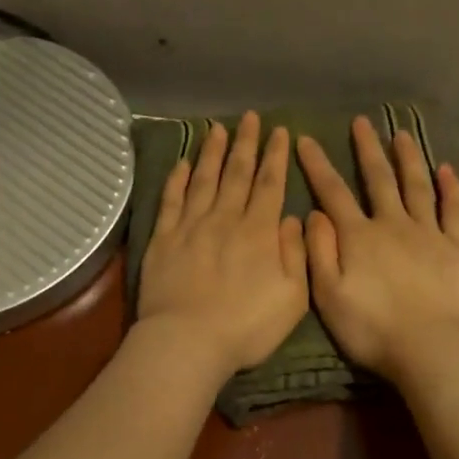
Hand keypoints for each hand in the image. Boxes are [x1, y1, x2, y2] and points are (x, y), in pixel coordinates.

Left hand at [136, 111, 309, 378]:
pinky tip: (181, 163)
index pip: (270, 184)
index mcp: (258, 232)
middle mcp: (225, 219)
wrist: (187, 341)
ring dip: (212, 152)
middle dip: (246, 143)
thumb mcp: (292, 297)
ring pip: (203, 179)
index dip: (275, 156)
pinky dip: (176, 179)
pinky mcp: (163, 239)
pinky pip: (170, 200)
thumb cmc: (247, 327)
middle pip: (237, 173)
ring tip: (217, 128)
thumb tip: (290, 218)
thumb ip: (295, 254)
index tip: (280, 131)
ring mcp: (191, 226)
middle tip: (250, 117)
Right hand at [296, 115, 458, 381]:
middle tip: (362, 121)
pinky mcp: (457, 248)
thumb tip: (314, 213)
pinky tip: (446, 169)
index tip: (306, 139)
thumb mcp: (329, 296)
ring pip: (416, 186)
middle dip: (367, 149)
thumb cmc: (372, 329)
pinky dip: (450, 188)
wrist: (431, 349)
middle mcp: (393, 224)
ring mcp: (428, 233)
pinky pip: (453, 210)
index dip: (318, 165)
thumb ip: (319, 253)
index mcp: (358, 237)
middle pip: (379, 179)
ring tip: (402, 134)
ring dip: (408, 158)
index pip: (333, 192)